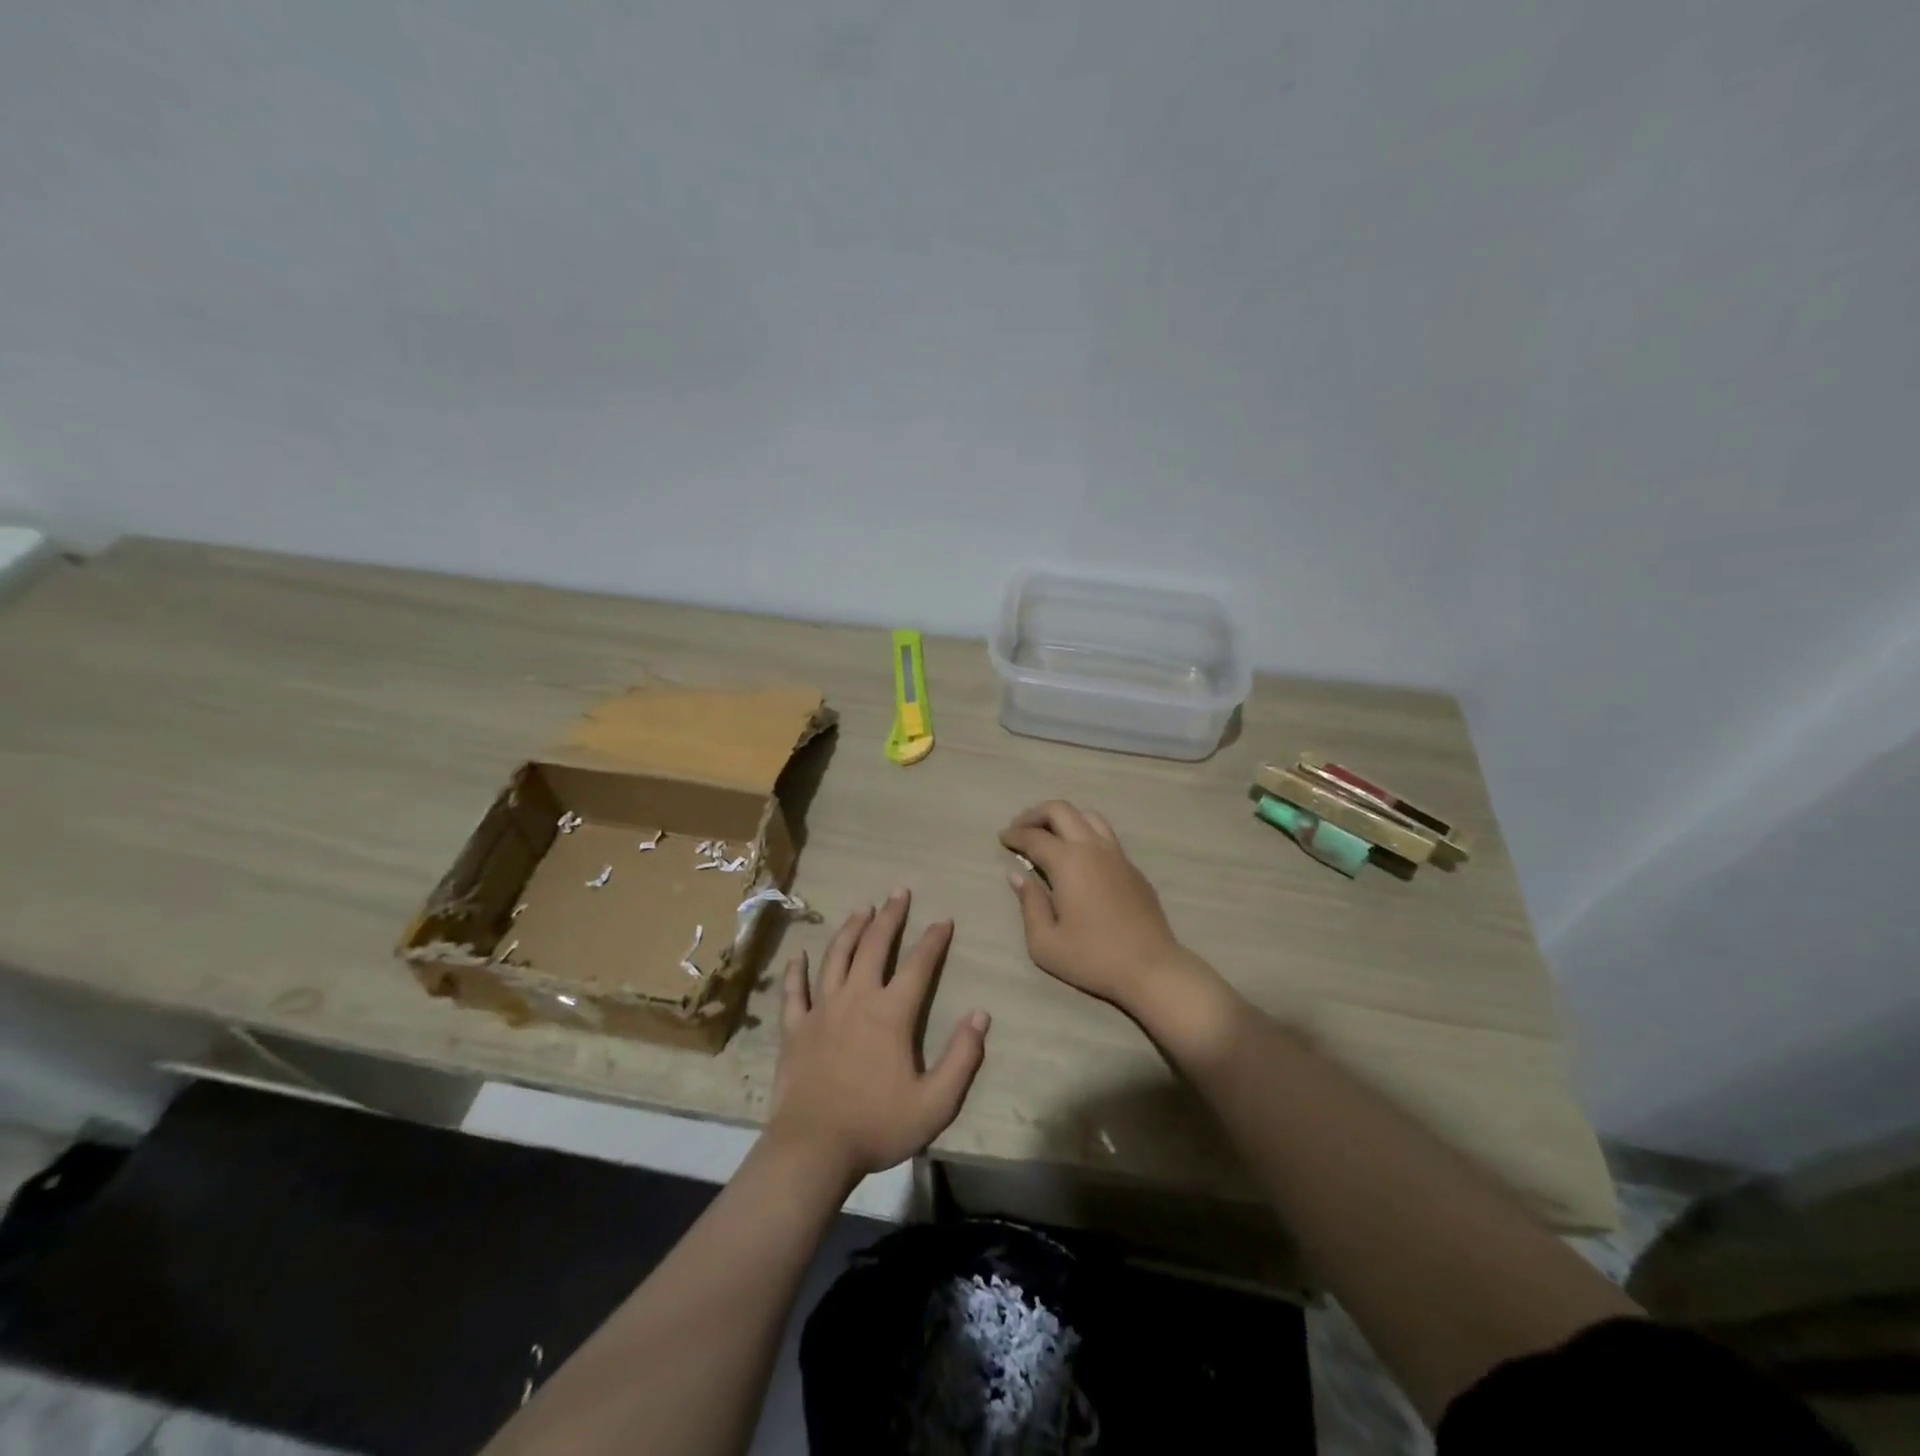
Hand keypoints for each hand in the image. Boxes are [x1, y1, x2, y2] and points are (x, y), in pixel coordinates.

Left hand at [767, 889, 989, 1183]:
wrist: (813, 1149)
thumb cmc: (877, 1126)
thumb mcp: (935, 1102)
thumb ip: (962, 1058)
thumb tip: (981, 1015)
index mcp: (891, 1013)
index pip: (919, 965)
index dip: (933, 939)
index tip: (943, 919)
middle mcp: (856, 999)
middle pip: (875, 946)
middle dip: (890, 916)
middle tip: (898, 892)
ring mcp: (821, 1010)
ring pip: (836, 957)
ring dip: (850, 930)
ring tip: (861, 909)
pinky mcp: (794, 1028)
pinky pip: (794, 991)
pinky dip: (797, 970)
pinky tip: (800, 954)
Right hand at [1001, 801, 1201, 1010]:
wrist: (1151, 968)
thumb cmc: (1092, 958)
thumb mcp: (1045, 943)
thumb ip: (1029, 904)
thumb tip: (1017, 876)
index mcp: (1068, 862)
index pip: (1034, 836)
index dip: (1014, 834)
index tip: (1002, 838)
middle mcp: (1093, 848)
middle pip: (1061, 810)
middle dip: (1035, 814)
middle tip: (1020, 828)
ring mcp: (1117, 855)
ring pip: (1088, 816)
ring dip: (1063, 818)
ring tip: (1049, 834)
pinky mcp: (1133, 868)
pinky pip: (1105, 836)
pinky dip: (1085, 834)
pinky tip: (1079, 856)